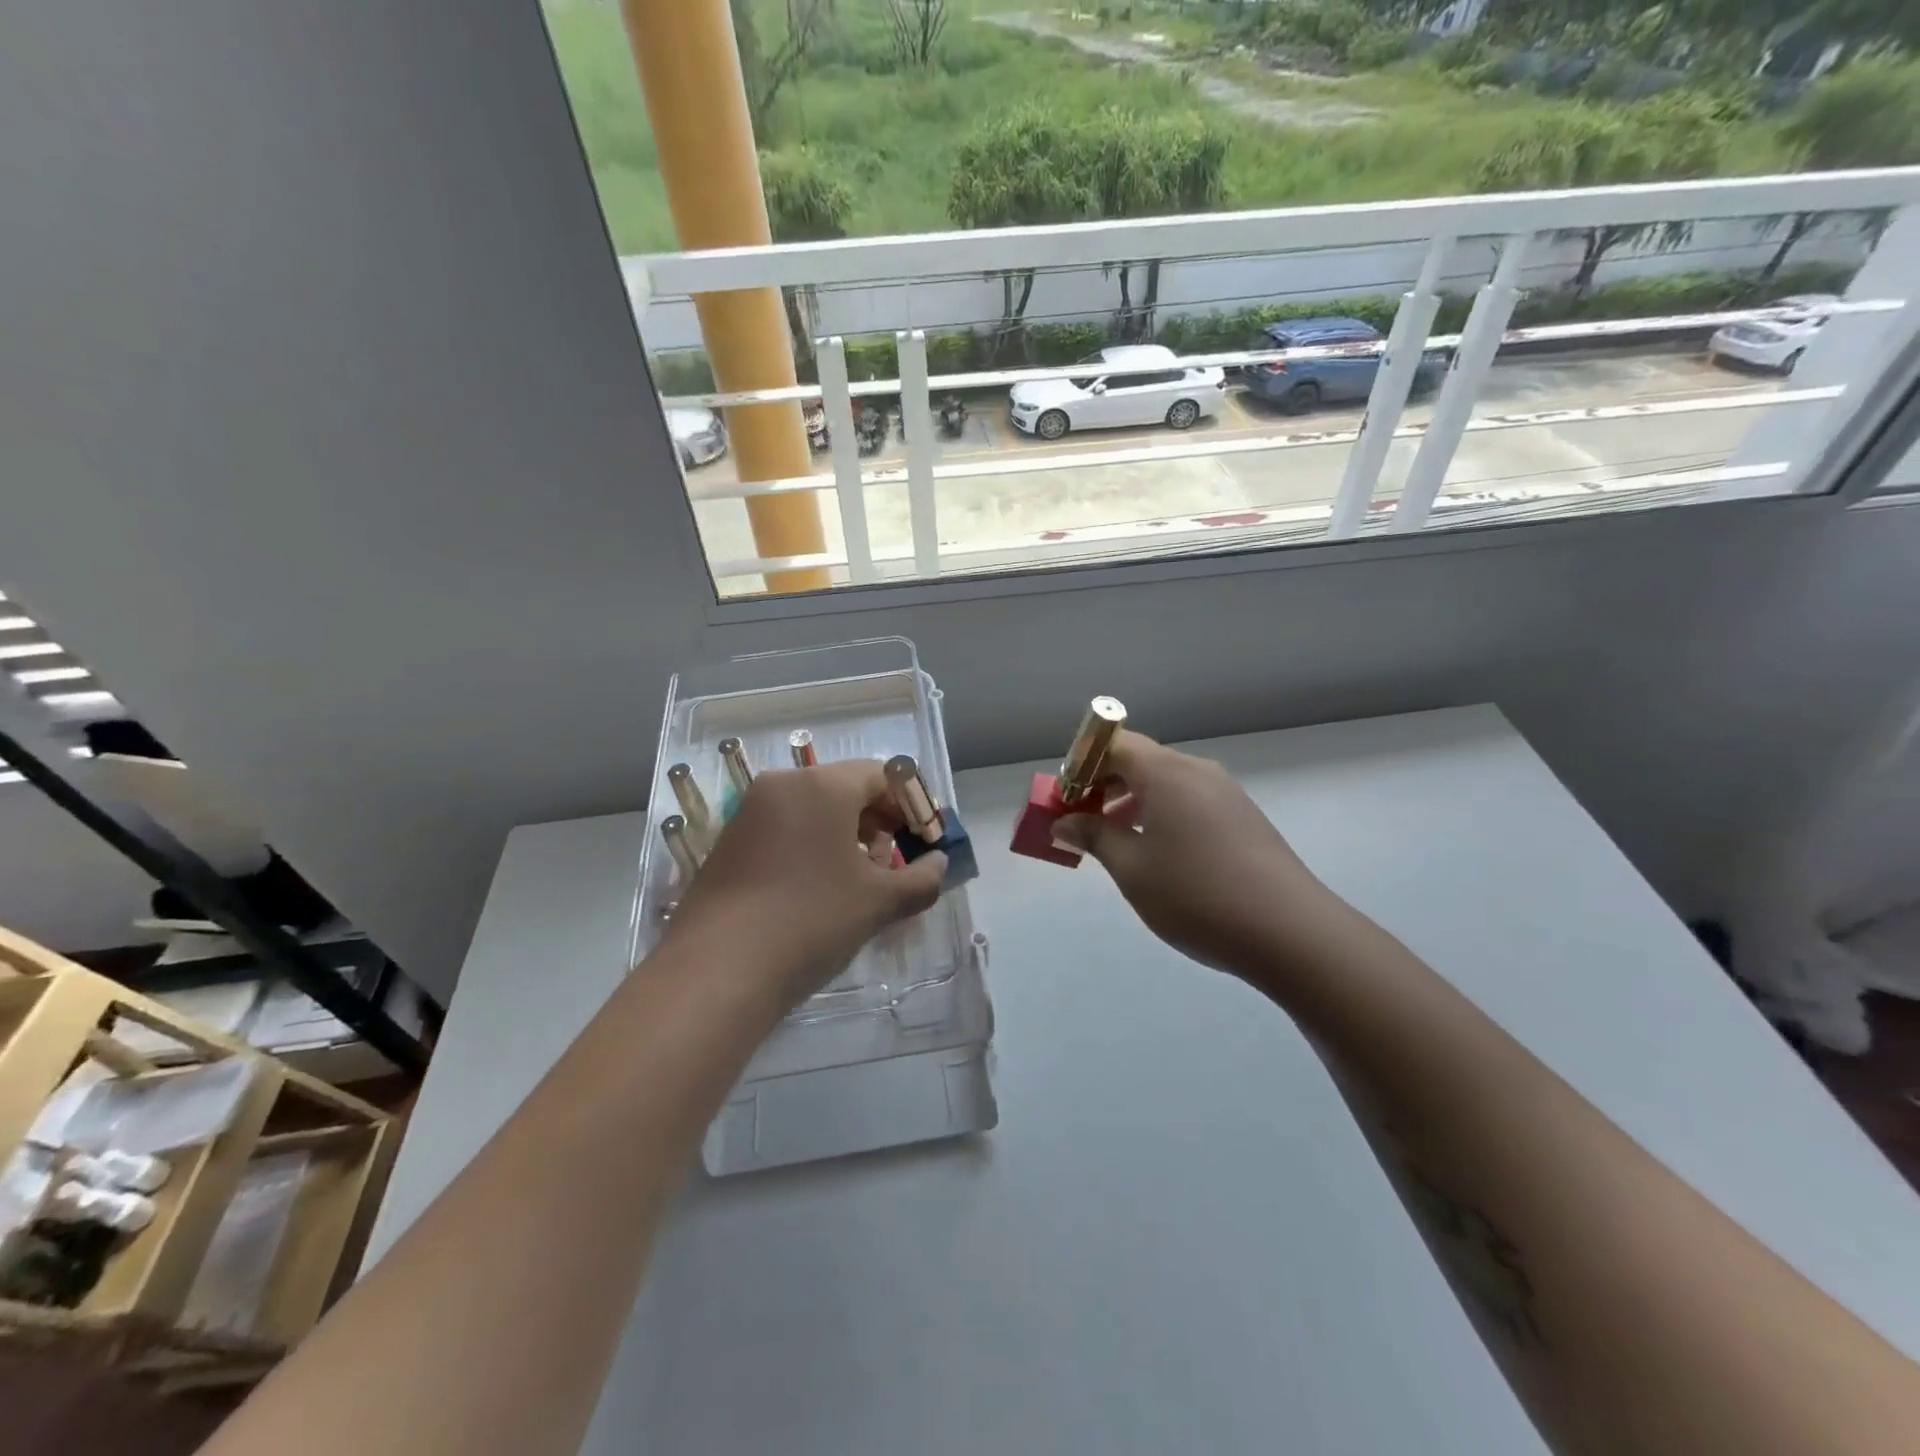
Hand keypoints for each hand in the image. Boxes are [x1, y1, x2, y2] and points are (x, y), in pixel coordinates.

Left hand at [663, 760, 947, 1002]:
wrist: (717, 972)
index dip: (911, 806)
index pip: (881, 775)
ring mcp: (750, 812)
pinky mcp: (730, 842)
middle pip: (846, 788)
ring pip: (814, 809)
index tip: (925, 841)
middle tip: (898, 862)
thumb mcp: (878, 902)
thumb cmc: (811, 921)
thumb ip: (921, 879)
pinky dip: (814, 846)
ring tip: (863, 879)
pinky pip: (786, 828)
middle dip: (880, 821)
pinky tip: (821, 889)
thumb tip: (939, 865)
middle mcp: (783, 785)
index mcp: (822, 786)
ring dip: (848, 835)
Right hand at [1052, 731, 1334, 977]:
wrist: (1290, 932)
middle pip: (1141, 760)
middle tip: (1082, 820)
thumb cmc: (1196, 895)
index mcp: (1167, 772)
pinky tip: (1156, 853)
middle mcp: (1197, 772)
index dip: (1083, 764)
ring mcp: (1225, 794)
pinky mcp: (1243, 818)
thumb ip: (1095, 837)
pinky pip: (1189, 801)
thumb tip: (1065, 822)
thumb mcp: (1132, 869)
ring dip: (1132, 800)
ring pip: (1166, 782)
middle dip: (1104, 783)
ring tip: (1114, 839)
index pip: (1114, 743)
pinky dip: (1161, 814)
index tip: (1066, 797)